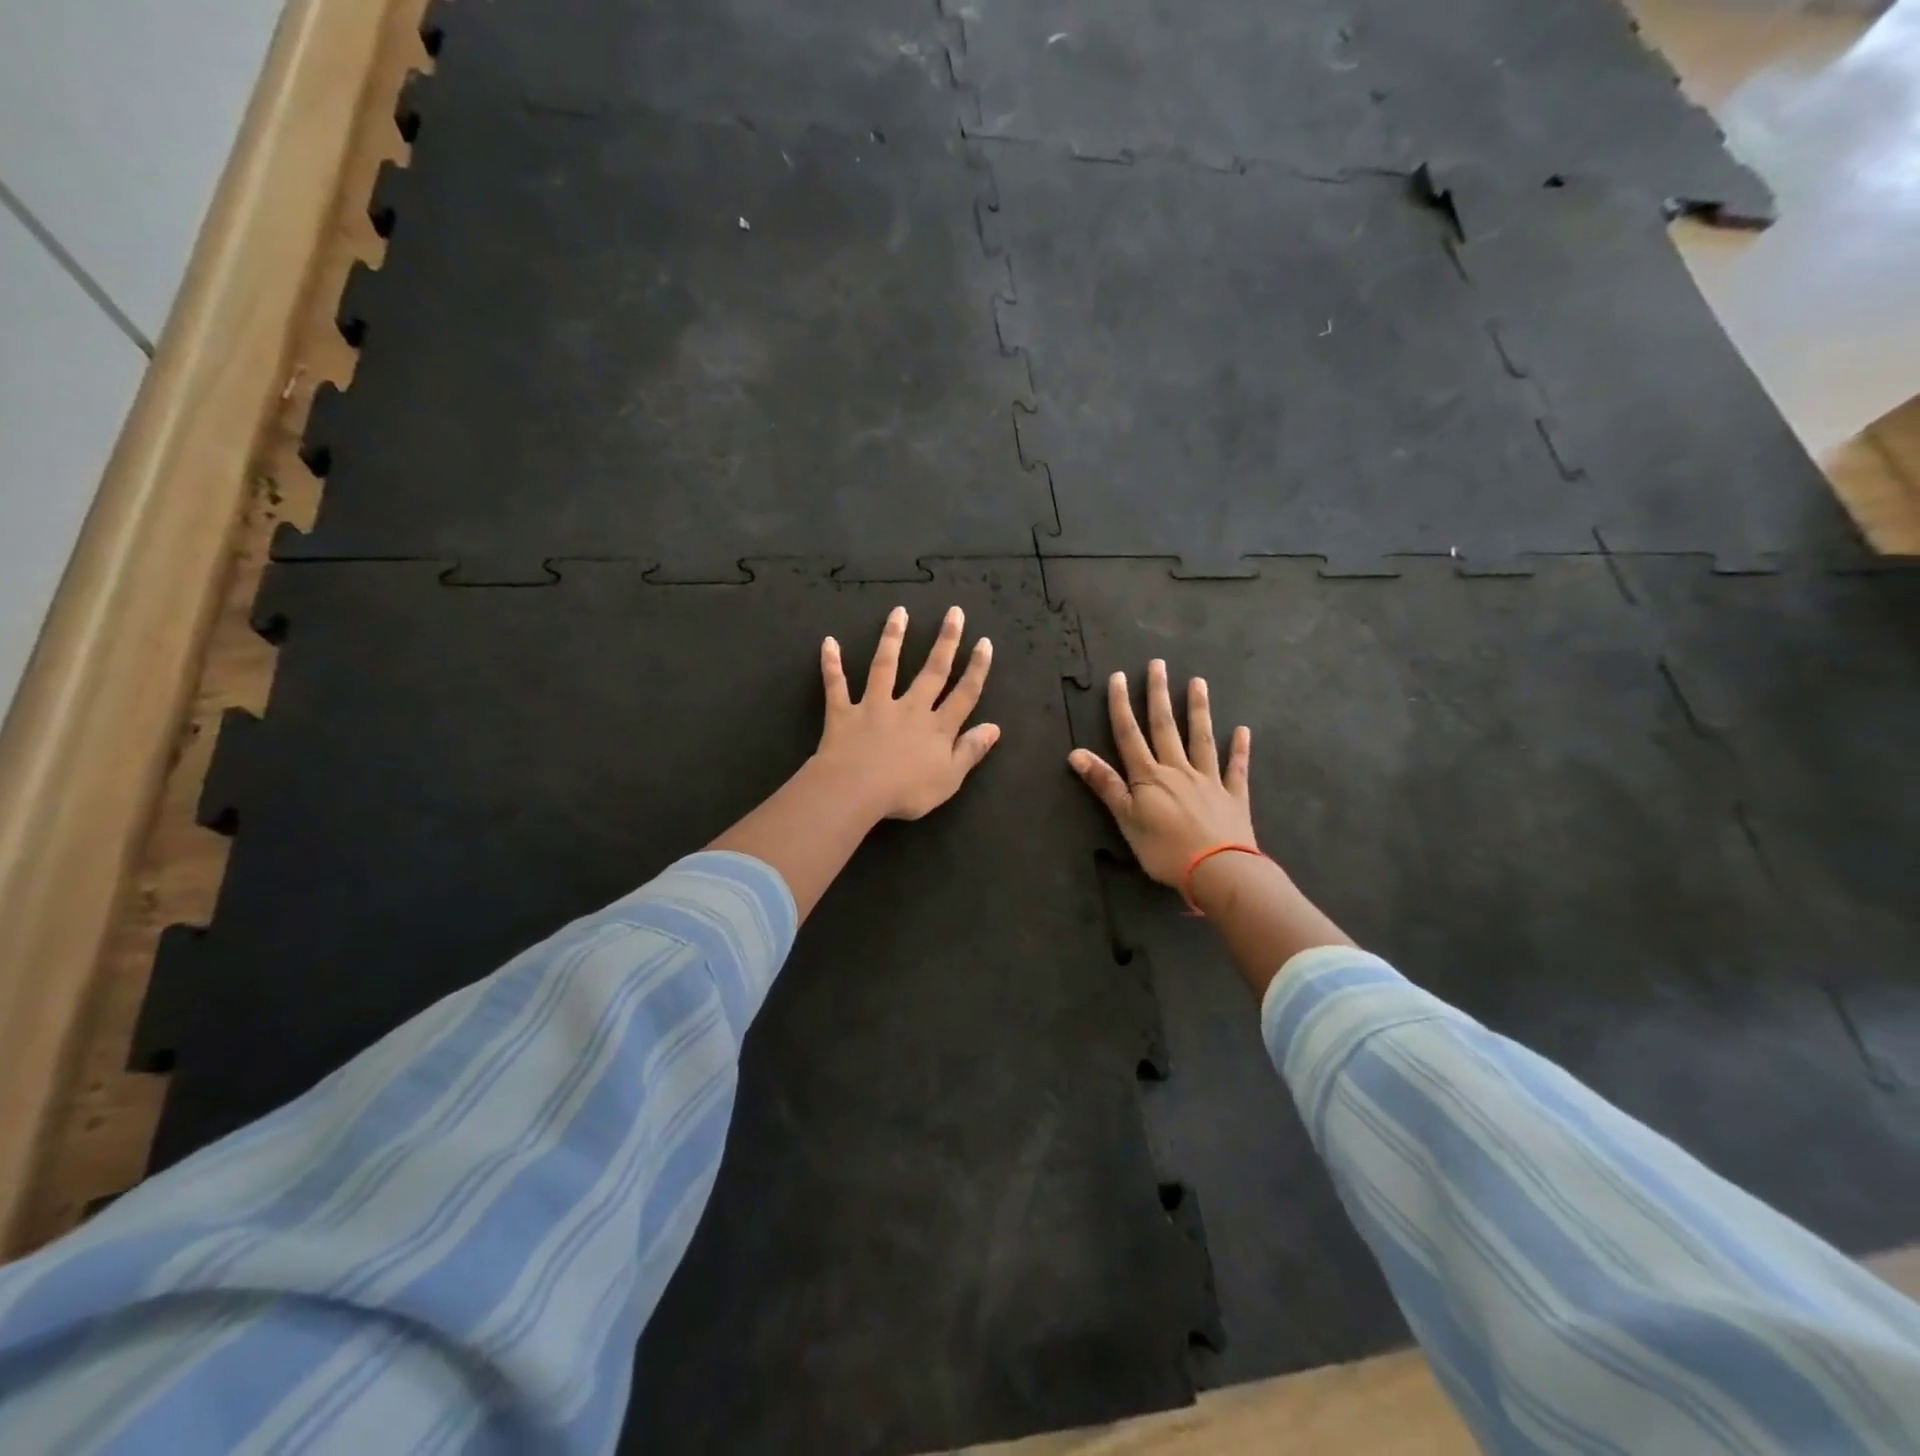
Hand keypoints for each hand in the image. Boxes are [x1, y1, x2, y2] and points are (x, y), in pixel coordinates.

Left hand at [813, 605, 999, 820]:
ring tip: (898, 612)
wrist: (856, 790)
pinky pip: (836, 685)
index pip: (964, 694)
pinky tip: (828, 643)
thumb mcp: (949, 778)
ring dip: (892, 638)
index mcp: (937, 728)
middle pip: (931, 671)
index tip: (984, 642)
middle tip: (954, 612)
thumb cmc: (906, 791)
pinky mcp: (844, 713)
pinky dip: (831, 664)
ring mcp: (875, 706)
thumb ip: (971, 751)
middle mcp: (909, 708)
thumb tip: (994, 727)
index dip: (976, 669)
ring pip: (885, 666)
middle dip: (946, 642)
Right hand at [1069, 659, 1255, 886]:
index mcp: (1148, 776)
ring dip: (1198, 710)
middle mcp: (1178, 769)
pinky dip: (1239, 749)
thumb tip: (1076, 753)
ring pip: (1201, 738)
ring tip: (1198, 682)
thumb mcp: (1126, 819)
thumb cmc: (1164, 849)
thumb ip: (1105, 784)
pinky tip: (1242, 730)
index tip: (1118, 677)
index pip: (1130, 735)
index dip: (1121, 706)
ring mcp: (1208, 780)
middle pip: (1165, 727)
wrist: (1217, 869)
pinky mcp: (1233, 796)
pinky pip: (1236, 768)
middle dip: (1159, 695)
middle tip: (1158, 664)